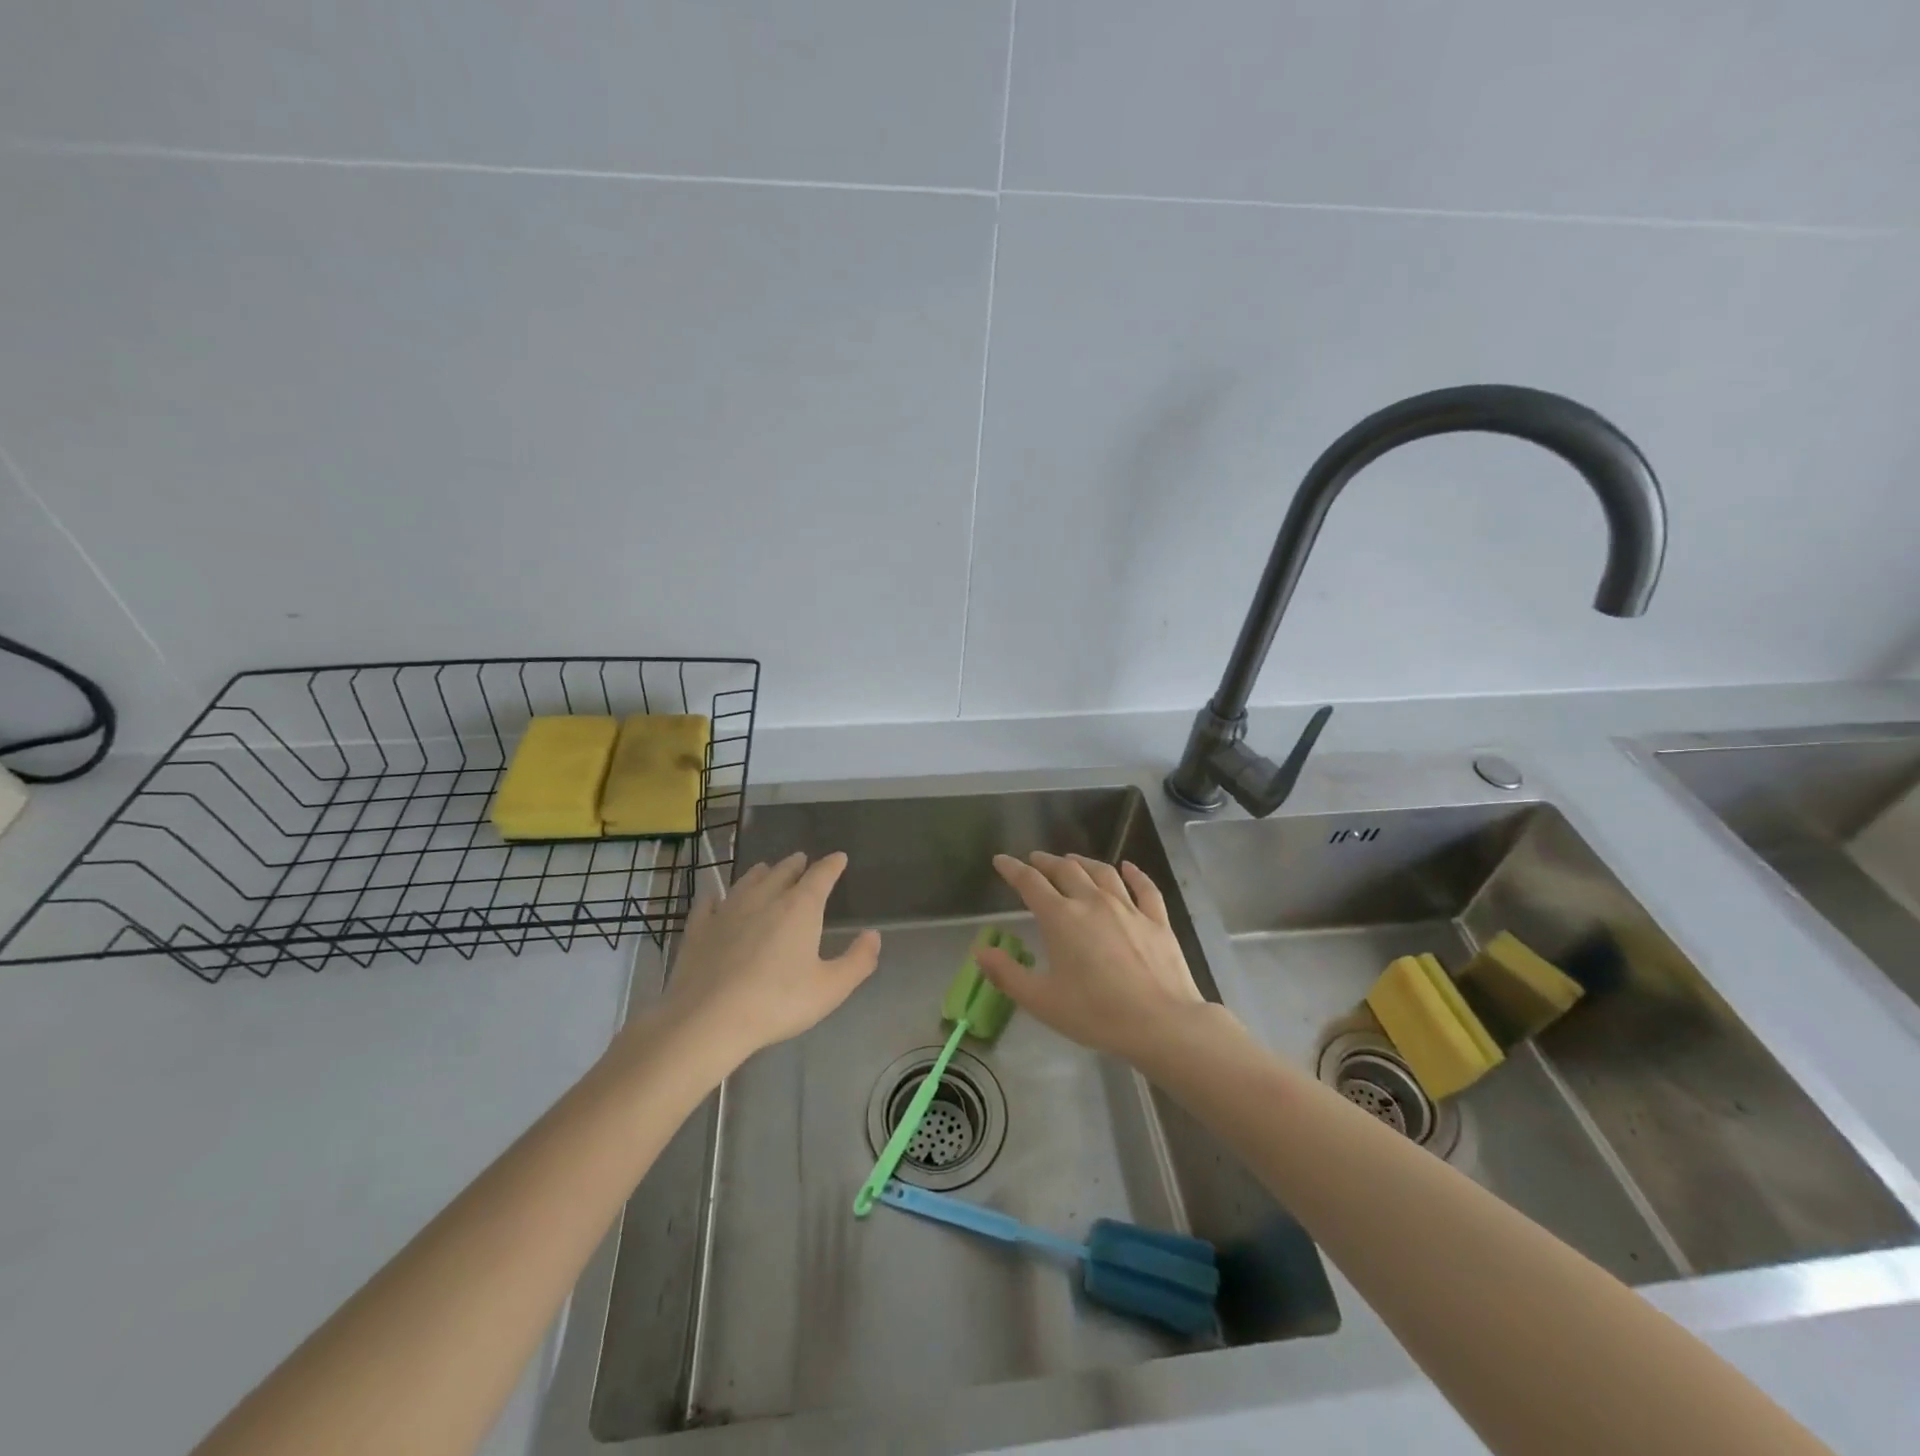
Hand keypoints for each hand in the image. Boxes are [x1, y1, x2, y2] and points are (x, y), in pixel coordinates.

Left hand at [646, 852, 880, 1073]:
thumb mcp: (831, 988)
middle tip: (802, 860)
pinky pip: (709, 903)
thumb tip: (874, 935)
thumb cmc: (778, 1002)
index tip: (839, 858)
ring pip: (748, 881)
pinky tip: (715, 899)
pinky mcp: (699, 928)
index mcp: (800, 907)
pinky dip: (717, 897)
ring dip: (761, 873)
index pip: (821, 875)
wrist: (709, 1019)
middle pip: (783, 871)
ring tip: (766, 870)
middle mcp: (765, 898)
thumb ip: (858, 960)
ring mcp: (728, 910)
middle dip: (796, 865)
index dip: (832, 865)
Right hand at [975, 852, 1221, 1066]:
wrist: (1161, 1023)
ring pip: (1102, 872)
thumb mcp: (1042, 1001)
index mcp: (1061, 918)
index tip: (1001, 860)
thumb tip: (980, 951)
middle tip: (1035, 860)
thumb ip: (1007, 974)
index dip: (1013, 869)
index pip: (1030, 883)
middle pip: (1066, 870)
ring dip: (1083, 862)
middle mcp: (1092, 902)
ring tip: (1072, 860)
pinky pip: (1144, 887)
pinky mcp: (1156, 919)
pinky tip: (1129, 867)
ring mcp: (1128, 907)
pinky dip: (1134, 873)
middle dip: (1046, 862)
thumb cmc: (1096, 1013)